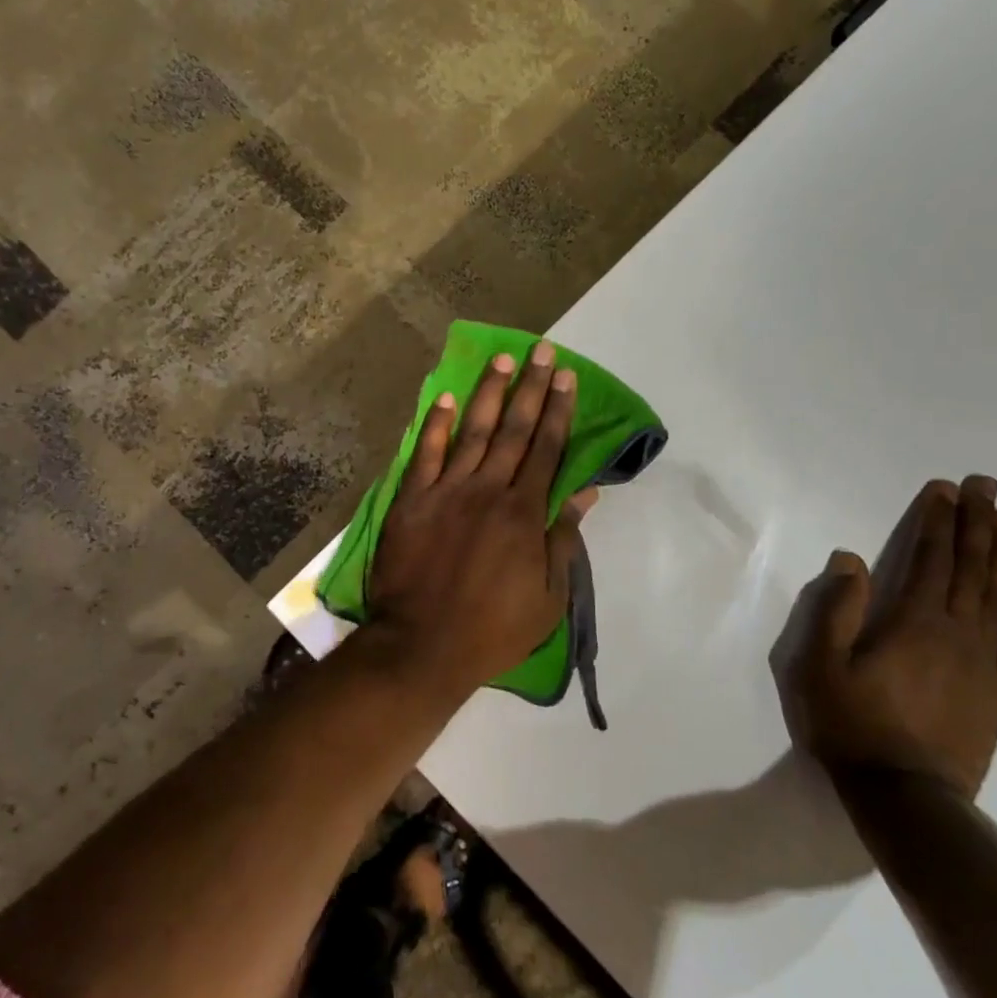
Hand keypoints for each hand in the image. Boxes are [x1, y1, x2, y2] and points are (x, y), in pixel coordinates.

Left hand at [368, 342, 596, 694]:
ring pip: (473, 432)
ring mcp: (446, 492)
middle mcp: (487, 491)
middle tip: (540, 351)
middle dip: (530, 388)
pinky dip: (437, 425)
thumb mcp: (548, 597)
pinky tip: (447, 398)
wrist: (422, 646)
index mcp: (524, 513)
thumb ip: (563, 539)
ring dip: (489, 394)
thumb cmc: (493, 629)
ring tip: (501, 360)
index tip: (565, 377)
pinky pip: (425, 454)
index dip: (558, 411)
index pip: (547, 449)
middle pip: (514, 430)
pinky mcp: (411, 501)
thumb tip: (585, 492)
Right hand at [771, 475, 996, 797]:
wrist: (906, 797)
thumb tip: (851, 559)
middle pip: (971, 568)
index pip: (929, 558)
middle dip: (976, 524)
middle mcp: (957, 633)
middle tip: (987, 487)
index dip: (937, 521)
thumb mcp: (821, 664)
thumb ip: (836, 609)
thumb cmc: (852, 724)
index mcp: (914, 622)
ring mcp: (984, 664)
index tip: (945, 488)